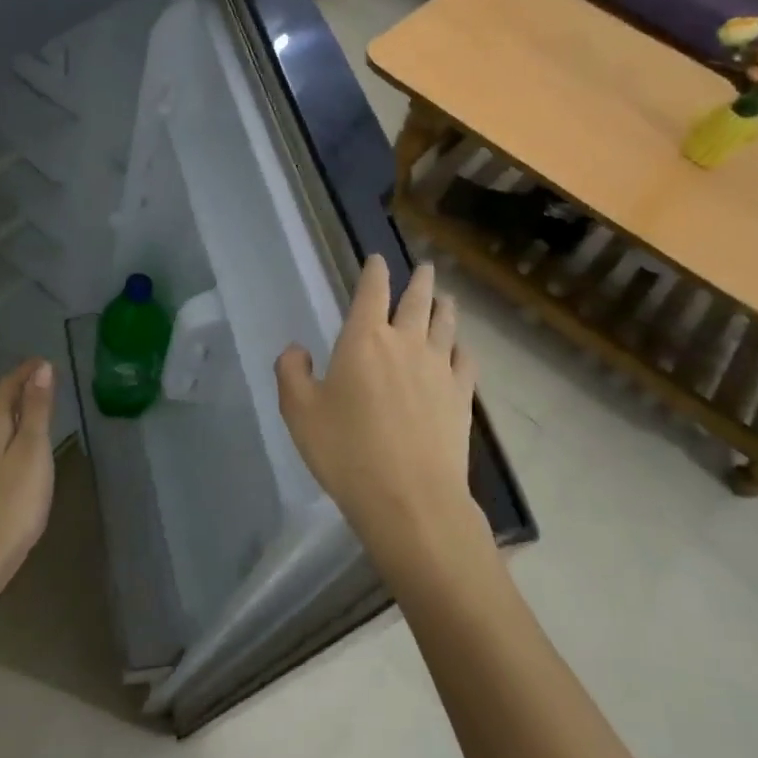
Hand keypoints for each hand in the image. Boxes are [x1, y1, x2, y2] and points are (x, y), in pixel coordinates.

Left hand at [0, 358, 56, 605]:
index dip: (25, 372)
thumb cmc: (13, 503)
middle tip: (45, 379)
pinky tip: (21, 447)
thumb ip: (37, 410)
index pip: (6, 387)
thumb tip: (41, 369)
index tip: (45, 361)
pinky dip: (10, 434)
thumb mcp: (33, 451)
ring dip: (15, 411)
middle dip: (20, 388)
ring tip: (38, 407)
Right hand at [275, 257, 489, 584]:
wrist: (409, 497)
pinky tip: (460, 349)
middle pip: (417, 300)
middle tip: (425, 267)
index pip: (372, 291)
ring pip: (446, 324)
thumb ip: (291, 373)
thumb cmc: (346, 452)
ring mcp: (440, 368)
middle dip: (419, 280)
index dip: (375, 271)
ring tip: (446, 298)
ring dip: (445, 306)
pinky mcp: (462, 395)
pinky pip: (466, 359)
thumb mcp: (299, 413)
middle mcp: (406, 343)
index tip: (379, 260)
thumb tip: (297, 350)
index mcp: (364, 339)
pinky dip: (462, 347)